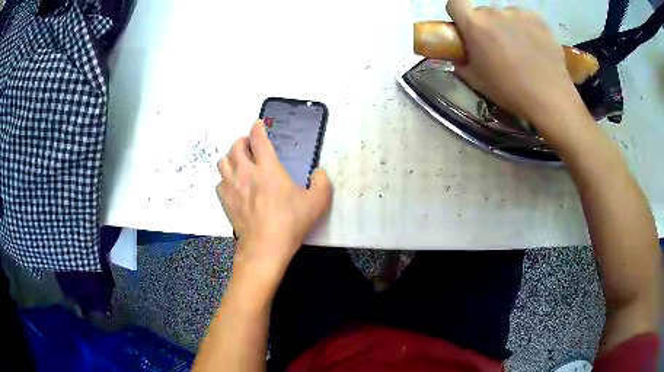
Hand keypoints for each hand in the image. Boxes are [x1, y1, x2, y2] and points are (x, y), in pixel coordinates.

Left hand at [216, 120, 331, 278]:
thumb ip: (322, 183)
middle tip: (249, 145)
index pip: (259, 139)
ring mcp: (232, 186)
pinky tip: (232, 185)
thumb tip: (319, 172)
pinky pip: (219, 182)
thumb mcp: (317, 202)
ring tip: (238, 162)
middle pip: (236, 146)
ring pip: (223, 162)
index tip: (257, 123)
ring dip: (230, 157)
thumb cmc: (291, 222)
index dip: (257, 128)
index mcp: (268, 168)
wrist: (265, 247)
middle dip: (242, 141)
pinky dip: (225, 179)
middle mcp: (246, 172)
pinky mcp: (225, 201)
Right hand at [446, 0, 590, 136]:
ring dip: (508, 27)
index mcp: (474, 25)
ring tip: (522, 49)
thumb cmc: (509, 91)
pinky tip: (535, 46)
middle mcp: (493, 12)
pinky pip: (526, 18)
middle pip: (484, 12)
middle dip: (487, 25)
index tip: (466, 27)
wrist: (549, 98)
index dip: (458, 13)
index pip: (455, 3)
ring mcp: (518, 13)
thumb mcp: (476, 81)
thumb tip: (459, 55)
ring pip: (506, 15)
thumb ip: (462, 62)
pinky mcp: (538, 18)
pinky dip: (527, 28)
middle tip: (498, 47)